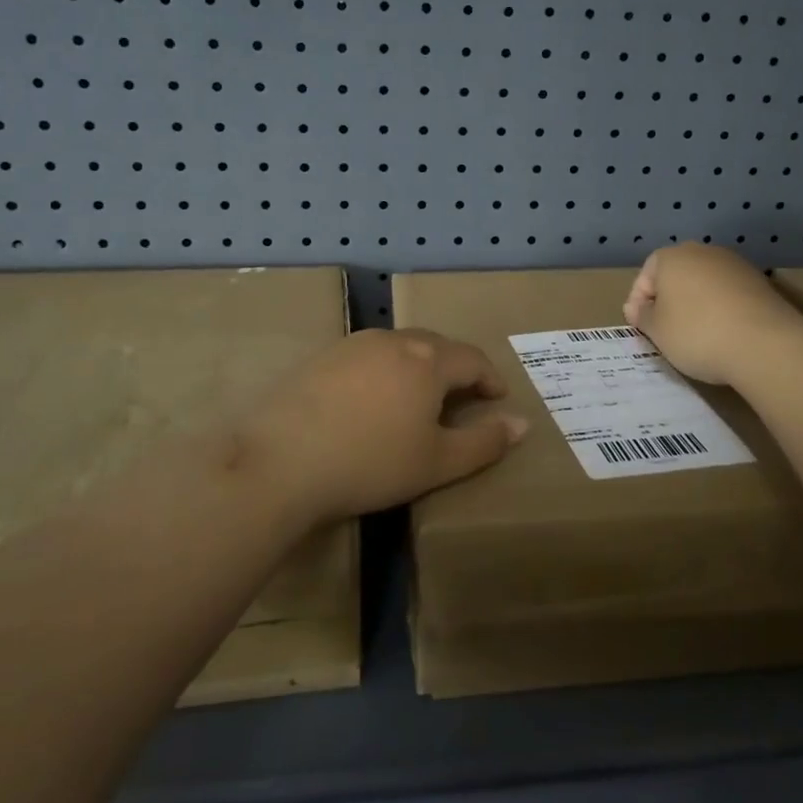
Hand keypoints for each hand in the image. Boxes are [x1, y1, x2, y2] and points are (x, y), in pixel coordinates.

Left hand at [239, 329, 527, 524]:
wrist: (280, 461)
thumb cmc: (370, 463)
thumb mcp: (437, 462)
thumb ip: (484, 442)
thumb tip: (522, 423)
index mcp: (428, 360)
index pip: (473, 359)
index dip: (491, 379)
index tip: (497, 400)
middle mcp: (394, 340)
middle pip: (437, 346)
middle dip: (456, 369)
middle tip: (462, 399)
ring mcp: (353, 344)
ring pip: (400, 347)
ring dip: (418, 367)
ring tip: (418, 399)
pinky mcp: (321, 356)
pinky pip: (367, 356)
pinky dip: (383, 371)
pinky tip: (371, 400)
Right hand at [623, 242, 802, 386]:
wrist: (765, 344)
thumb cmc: (697, 333)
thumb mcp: (657, 330)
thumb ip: (642, 316)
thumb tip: (640, 308)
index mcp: (672, 257)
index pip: (645, 276)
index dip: (638, 302)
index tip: (640, 328)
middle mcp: (703, 252)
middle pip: (676, 275)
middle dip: (668, 301)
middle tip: (665, 331)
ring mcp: (735, 265)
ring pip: (704, 283)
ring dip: (696, 304)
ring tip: (696, 335)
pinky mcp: (760, 282)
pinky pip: (728, 294)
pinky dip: (721, 309)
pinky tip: (723, 333)